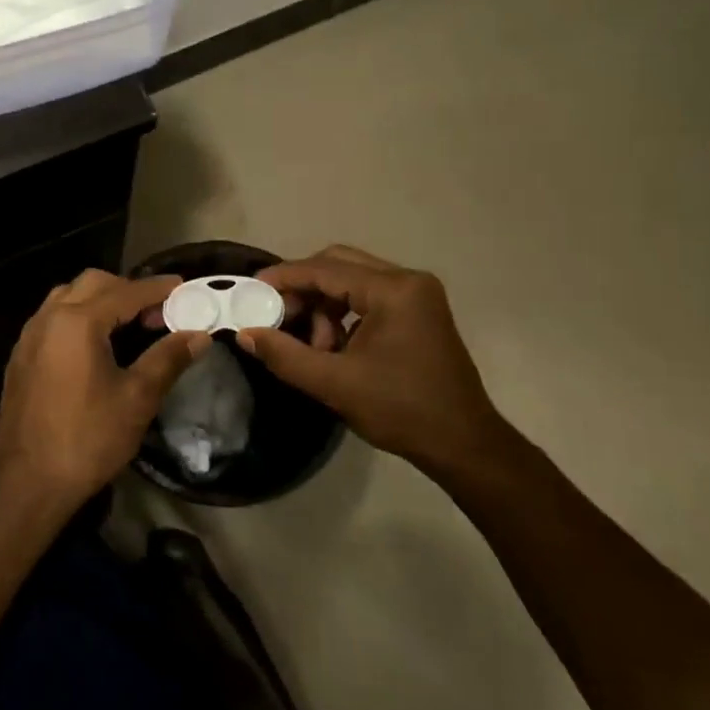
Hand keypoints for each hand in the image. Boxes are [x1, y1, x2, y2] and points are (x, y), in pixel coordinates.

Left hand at [0, 272, 208, 505]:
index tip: (183, 287)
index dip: (157, 289)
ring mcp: (29, 336)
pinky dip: (78, 316)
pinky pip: (52, 318)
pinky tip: (95, 344)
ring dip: (100, 300)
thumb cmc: (88, 439)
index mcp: (77, 322)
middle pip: (93, 283)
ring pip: (68, 296)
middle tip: (156, 312)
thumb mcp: (137, 398)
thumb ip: (168, 358)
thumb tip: (199, 335)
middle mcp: (48, 318)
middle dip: (127, 289)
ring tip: (128, 325)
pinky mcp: (20, 356)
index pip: (126, 292)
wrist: (29, 482)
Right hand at [238, 246, 522, 481]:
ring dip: (323, 305)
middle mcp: (408, 281)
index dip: (284, 277)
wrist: (463, 444)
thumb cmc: (400, 410)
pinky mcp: (419, 312)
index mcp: (393, 290)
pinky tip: (333, 346)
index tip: (251, 289)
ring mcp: (417, 295)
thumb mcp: (334, 384)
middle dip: (303, 288)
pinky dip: (343, 314)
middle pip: (339, 265)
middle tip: (276, 314)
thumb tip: (246, 334)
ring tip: (311, 344)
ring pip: (353, 281)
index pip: (325, 269)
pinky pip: (369, 297)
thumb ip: (285, 355)